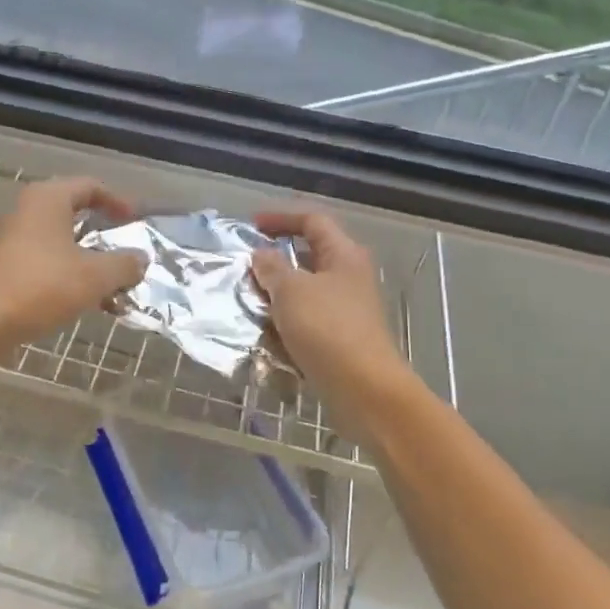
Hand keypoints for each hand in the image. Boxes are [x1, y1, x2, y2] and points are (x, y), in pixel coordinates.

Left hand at [0, 178, 146, 361]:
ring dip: (90, 264)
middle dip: (106, 238)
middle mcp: (27, 212)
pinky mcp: (2, 269)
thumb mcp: (94, 277)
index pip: (91, 186)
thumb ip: (124, 265)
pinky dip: (68, 278)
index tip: (138, 222)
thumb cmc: (39, 288)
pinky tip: (85, 305)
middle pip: (76, 215)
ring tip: (114, 291)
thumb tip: (141, 259)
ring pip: (61, 245)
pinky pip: (45, 265)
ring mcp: (11, 241)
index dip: (119, 201)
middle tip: (128, 256)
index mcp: (48, 199)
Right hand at [252, 210, 411, 412]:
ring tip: (248, 302)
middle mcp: (349, 277)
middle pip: (308, 256)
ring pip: (305, 291)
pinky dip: (286, 322)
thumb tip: (262, 255)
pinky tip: (266, 333)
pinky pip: (307, 320)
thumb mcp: (291, 291)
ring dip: (277, 294)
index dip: (281, 218)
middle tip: (245, 268)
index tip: (250, 226)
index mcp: (344, 254)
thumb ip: (272, 268)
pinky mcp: (340, 338)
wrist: (365, 390)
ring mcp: (347, 309)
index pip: (312, 221)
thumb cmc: (327, 329)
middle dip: (275, 260)